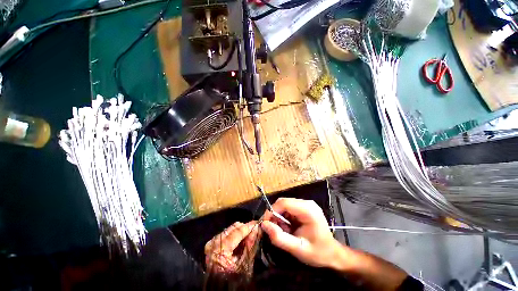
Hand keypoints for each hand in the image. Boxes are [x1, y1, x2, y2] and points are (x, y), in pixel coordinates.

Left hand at [204, 221, 260, 274]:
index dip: (249, 226)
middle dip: (245, 229)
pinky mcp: (211, 243)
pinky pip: (226, 233)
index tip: (258, 223)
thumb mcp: (245, 264)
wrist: (219, 288)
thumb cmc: (233, 279)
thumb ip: (250, 244)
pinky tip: (239, 242)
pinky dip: (234, 235)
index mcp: (221, 250)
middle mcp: (214, 243)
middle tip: (254, 232)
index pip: (238, 231)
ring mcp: (212, 242)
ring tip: (247, 239)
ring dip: (240, 231)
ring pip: (230, 229)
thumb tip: (257, 229)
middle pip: (234, 228)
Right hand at [261, 198, 340, 268]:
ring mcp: (306, 204)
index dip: (271, 211)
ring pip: (284, 205)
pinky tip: (288, 228)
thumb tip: (264, 225)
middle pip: (283, 202)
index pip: (284, 203)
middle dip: (275, 215)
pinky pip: (289, 208)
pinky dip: (284, 217)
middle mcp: (307, 203)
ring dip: (279, 217)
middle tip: (273, 230)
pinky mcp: (305, 207)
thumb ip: (279, 238)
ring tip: (284, 231)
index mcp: (308, 210)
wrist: (333, 254)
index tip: (265, 224)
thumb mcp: (297, 249)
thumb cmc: (318, 253)